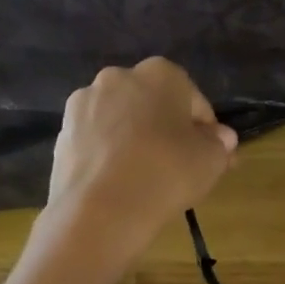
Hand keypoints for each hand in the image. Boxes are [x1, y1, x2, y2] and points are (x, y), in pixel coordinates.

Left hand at [45, 58, 237, 261]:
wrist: (101, 210)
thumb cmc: (167, 174)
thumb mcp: (211, 162)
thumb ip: (220, 145)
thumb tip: (221, 137)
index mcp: (160, 74)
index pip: (194, 100)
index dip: (206, 131)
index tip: (211, 157)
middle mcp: (118, 77)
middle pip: (153, 106)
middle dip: (166, 130)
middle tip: (179, 166)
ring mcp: (84, 103)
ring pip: (122, 122)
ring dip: (135, 141)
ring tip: (146, 178)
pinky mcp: (63, 133)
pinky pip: (98, 142)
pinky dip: (110, 156)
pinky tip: (120, 184)